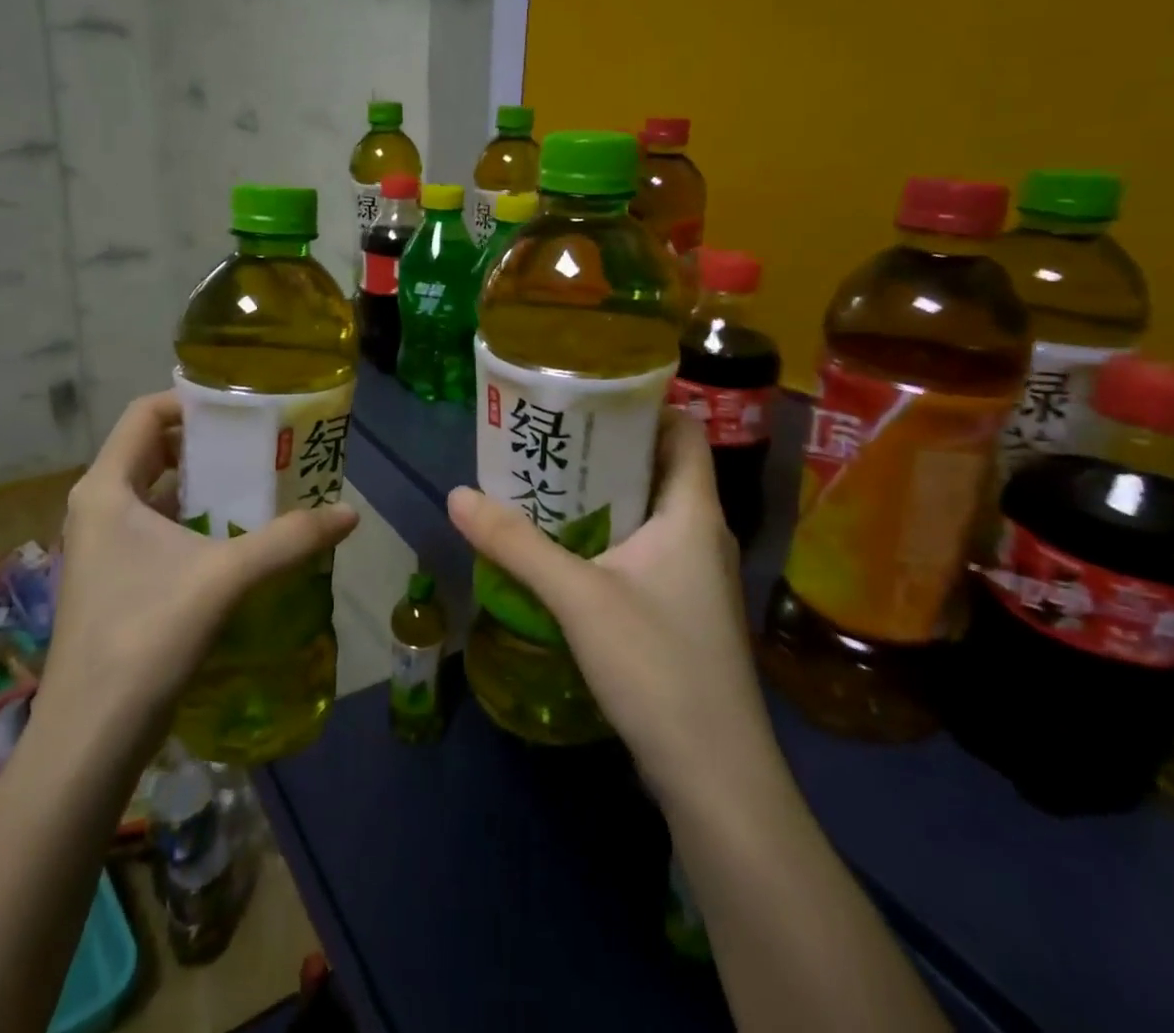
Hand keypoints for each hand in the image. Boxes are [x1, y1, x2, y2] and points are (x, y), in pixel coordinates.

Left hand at [37, 392, 358, 747]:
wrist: (91, 737)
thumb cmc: (147, 635)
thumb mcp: (226, 577)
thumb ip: (290, 540)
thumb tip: (350, 513)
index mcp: (107, 488)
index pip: (145, 414)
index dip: (192, 401)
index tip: (243, 409)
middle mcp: (98, 507)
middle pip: (154, 450)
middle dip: (208, 444)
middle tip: (262, 445)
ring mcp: (102, 546)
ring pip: (157, 492)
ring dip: (205, 485)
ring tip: (260, 485)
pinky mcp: (115, 579)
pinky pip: (157, 528)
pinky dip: (195, 521)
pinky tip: (237, 538)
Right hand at [448, 410, 772, 801]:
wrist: (715, 776)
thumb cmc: (658, 666)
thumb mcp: (577, 597)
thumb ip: (515, 544)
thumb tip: (457, 495)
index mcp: (692, 512)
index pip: (683, 431)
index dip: (644, 406)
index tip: (589, 397)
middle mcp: (702, 534)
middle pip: (659, 468)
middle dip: (607, 449)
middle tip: (550, 437)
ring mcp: (696, 577)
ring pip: (650, 513)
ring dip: (604, 495)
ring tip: (546, 483)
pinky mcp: (684, 611)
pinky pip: (646, 551)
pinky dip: (609, 536)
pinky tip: (566, 549)